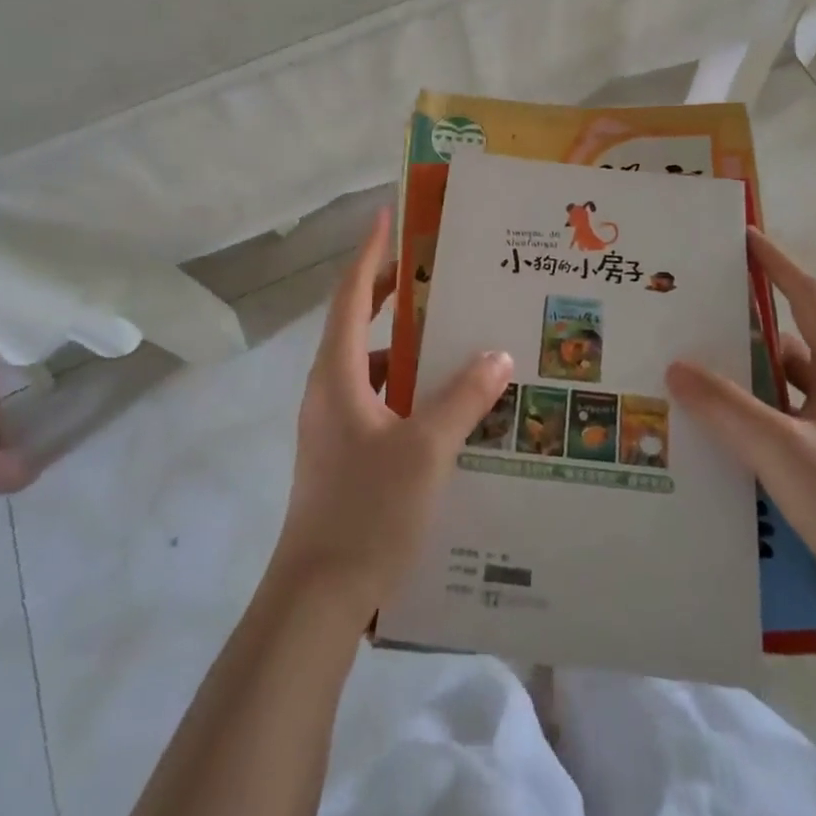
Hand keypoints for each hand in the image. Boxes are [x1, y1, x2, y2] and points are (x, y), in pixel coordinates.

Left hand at [269, 208, 515, 624]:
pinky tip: (450, 409)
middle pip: (359, 324)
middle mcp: (330, 390)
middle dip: (394, 294)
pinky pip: (381, 403)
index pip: (352, 295)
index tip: (388, 217)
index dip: (370, 253)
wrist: (318, 598)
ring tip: (457, 339)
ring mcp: (335, 426)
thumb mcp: (425, 448)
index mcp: (338, 374)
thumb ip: (463, 397)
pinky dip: (411, 391)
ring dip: (409, 348)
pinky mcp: (346, 455)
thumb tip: (497, 353)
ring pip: (373, 368)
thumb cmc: (367, 510)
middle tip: (437, 273)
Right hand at [666, 228, 815, 643]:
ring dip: (736, 381)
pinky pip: (773, 428)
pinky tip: (701, 433)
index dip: (777, 262)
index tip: (742, 237)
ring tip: (680, 371)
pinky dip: (741, 423)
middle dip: (739, 325)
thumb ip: (727, 406)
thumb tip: (676, 366)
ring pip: (776, 389)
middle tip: (688, 311)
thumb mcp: (783, 449)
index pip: (809, 296)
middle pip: (785, 341)